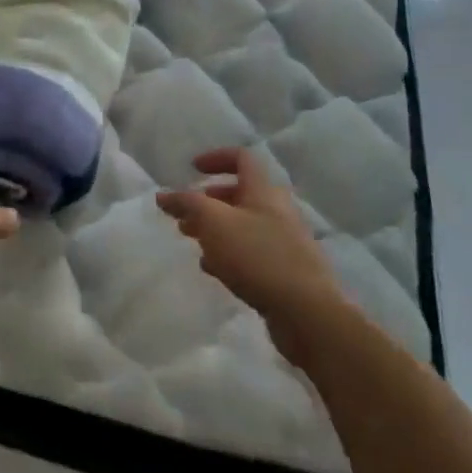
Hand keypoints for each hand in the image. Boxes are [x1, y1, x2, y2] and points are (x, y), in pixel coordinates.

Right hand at [156, 149, 348, 332]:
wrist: (308, 314)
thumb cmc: (257, 256)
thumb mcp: (214, 222)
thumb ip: (187, 204)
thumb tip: (163, 196)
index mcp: (264, 191)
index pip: (241, 158)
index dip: (215, 158)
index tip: (192, 170)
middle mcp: (277, 211)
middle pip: (239, 194)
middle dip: (208, 202)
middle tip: (184, 216)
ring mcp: (285, 242)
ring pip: (243, 226)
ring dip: (216, 230)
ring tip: (194, 244)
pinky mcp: (286, 271)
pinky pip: (252, 253)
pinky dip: (230, 254)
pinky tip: (215, 270)